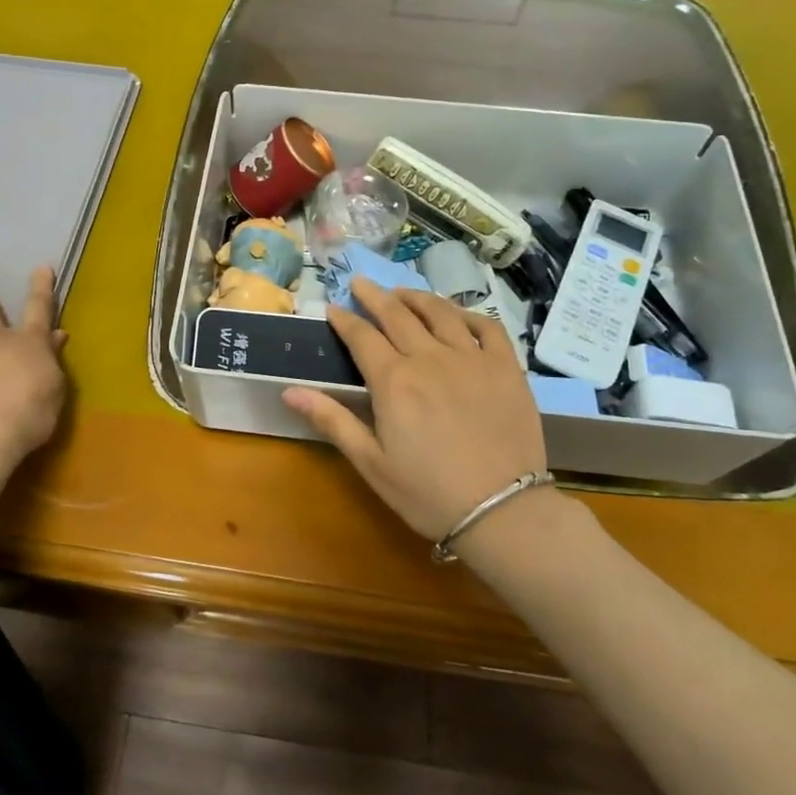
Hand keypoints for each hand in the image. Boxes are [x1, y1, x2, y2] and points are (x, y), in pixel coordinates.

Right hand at [283, 278, 547, 542]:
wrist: (503, 511)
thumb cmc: (428, 493)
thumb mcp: (371, 463)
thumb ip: (332, 421)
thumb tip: (289, 390)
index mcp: (394, 381)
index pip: (362, 337)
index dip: (345, 320)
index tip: (332, 308)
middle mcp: (431, 358)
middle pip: (398, 315)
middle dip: (375, 296)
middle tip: (360, 282)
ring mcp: (472, 358)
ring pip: (440, 312)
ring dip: (417, 297)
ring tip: (402, 292)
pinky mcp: (506, 367)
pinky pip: (487, 327)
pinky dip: (468, 314)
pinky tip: (457, 315)